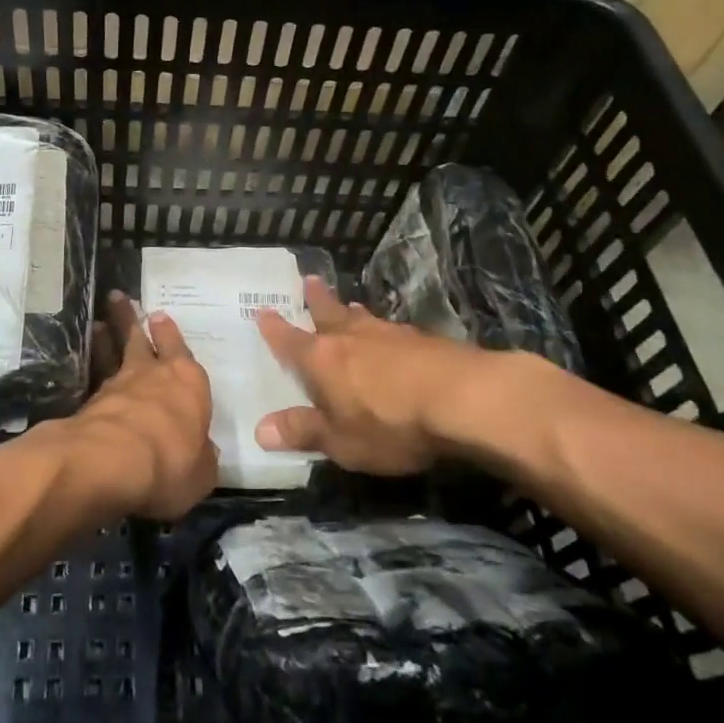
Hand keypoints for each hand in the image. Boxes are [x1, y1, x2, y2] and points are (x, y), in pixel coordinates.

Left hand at [62, 291, 215, 520]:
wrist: (112, 462)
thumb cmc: (171, 462)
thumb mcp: (202, 473)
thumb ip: (202, 458)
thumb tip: (202, 452)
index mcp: (189, 383)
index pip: (181, 352)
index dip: (170, 335)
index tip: (160, 317)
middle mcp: (153, 374)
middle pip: (141, 339)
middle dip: (132, 319)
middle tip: (120, 299)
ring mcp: (118, 384)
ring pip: (112, 352)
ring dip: (106, 337)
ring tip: (99, 323)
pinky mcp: (89, 401)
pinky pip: (93, 375)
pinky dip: (90, 363)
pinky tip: (85, 363)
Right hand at [255, 277, 498, 475]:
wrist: (463, 399)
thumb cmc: (390, 424)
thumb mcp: (341, 441)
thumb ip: (303, 432)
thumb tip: (260, 429)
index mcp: (322, 360)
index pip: (290, 341)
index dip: (274, 328)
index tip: (262, 311)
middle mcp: (351, 338)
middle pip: (328, 313)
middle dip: (316, 299)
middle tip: (309, 280)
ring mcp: (389, 334)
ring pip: (363, 318)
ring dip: (352, 312)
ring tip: (349, 306)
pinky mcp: (423, 339)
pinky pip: (393, 329)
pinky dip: (384, 329)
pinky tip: (392, 336)